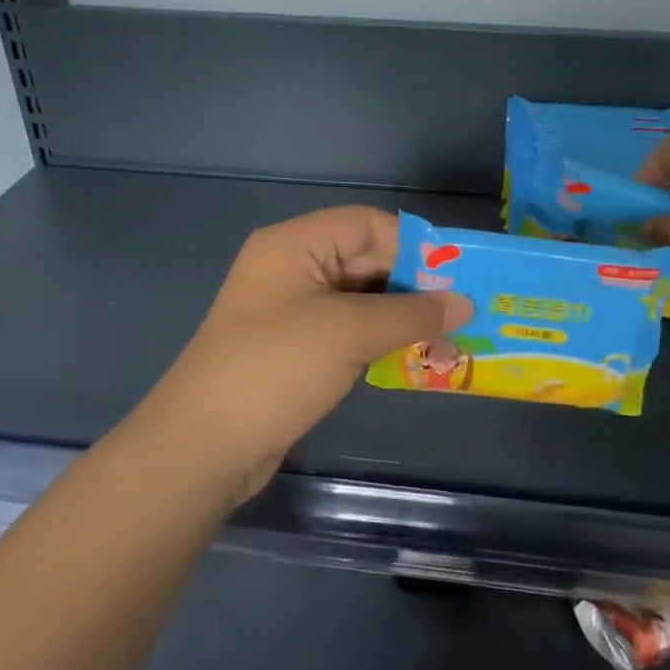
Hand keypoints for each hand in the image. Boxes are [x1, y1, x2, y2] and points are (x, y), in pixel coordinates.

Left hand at [140, 206, 471, 499]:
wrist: (205, 445)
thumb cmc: (277, 368)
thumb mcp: (349, 332)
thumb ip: (411, 313)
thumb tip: (465, 303)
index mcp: (295, 244)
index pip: (367, 225)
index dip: (415, 245)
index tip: (459, 274)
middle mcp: (292, 267)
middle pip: (365, 260)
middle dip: (413, 285)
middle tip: (464, 310)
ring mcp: (291, 310)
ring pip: (359, 298)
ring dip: (401, 316)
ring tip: (450, 336)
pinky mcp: (295, 348)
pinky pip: (347, 330)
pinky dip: (380, 339)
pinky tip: (414, 356)